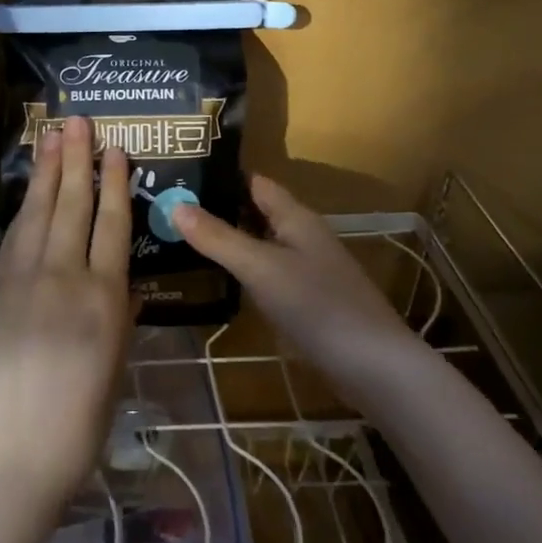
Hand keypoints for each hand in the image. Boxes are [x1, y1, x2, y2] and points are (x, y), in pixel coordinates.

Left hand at [0, 116, 135, 512]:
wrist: (12, 452)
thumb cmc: (78, 421)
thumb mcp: (115, 365)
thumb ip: (120, 315)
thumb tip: (123, 280)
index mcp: (105, 299)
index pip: (112, 225)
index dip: (114, 183)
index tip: (116, 150)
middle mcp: (65, 277)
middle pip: (73, 205)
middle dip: (77, 159)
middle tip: (78, 121)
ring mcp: (23, 279)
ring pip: (39, 212)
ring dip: (47, 172)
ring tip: (52, 136)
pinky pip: (13, 238)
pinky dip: (25, 209)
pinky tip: (30, 190)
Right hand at [173, 174, 418, 401]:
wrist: (375, 368)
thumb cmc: (317, 306)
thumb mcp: (261, 268)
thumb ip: (218, 238)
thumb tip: (174, 204)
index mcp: (296, 218)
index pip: (254, 183)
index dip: (220, 175)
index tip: (179, 173)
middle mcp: (302, 237)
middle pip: (254, 213)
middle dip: (216, 208)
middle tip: (166, 208)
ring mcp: (306, 271)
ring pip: (258, 245)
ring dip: (226, 241)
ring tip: (178, 240)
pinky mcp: (306, 303)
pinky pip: (265, 275)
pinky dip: (240, 272)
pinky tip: (214, 281)